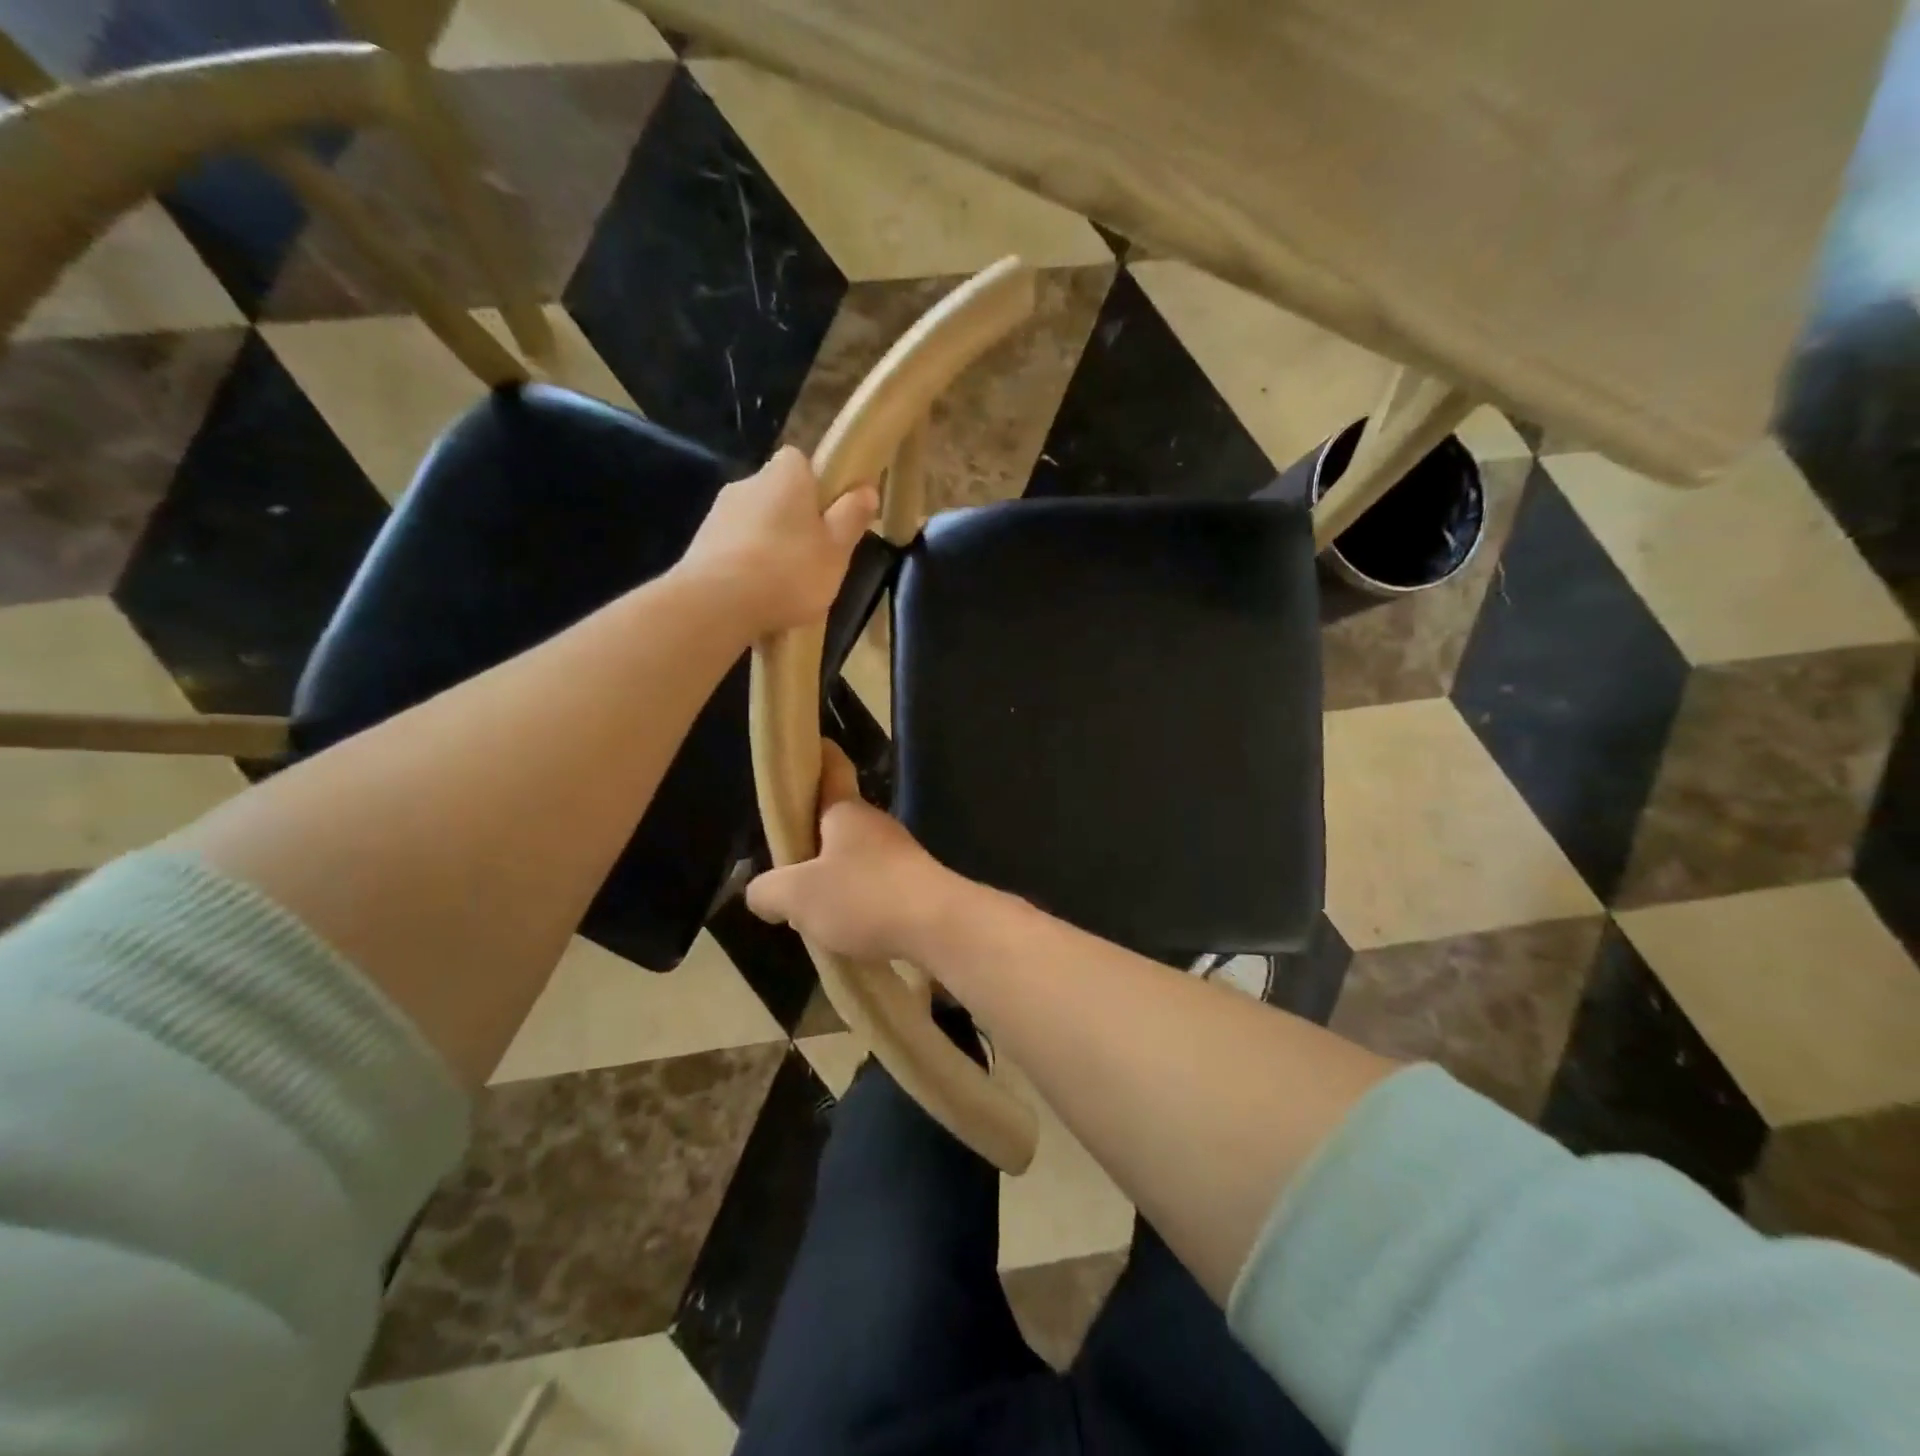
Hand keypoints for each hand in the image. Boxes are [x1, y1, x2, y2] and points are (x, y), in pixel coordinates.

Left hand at [680, 447, 878, 634]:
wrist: (716, 604)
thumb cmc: (789, 570)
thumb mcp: (837, 549)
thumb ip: (852, 517)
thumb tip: (866, 489)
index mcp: (785, 474)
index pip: (801, 462)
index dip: (817, 487)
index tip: (829, 518)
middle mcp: (748, 482)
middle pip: (777, 494)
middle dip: (793, 520)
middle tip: (812, 558)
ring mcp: (718, 513)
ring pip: (754, 523)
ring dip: (768, 546)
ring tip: (783, 586)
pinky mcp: (699, 545)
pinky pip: (733, 549)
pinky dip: (745, 566)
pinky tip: (755, 596)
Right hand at [746, 743, 964, 963]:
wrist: (939, 927)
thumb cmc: (864, 896)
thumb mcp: (798, 897)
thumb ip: (768, 891)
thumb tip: (760, 893)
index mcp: (846, 811)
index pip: (832, 769)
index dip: (818, 755)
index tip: (808, 749)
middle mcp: (875, 824)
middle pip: (836, 824)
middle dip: (811, 845)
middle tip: (785, 876)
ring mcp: (900, 855)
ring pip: (856, 860)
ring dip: (835, 881)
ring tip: (813, 915)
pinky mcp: (916, 885)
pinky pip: (876, 888)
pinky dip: (858, 905)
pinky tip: (847, 933)